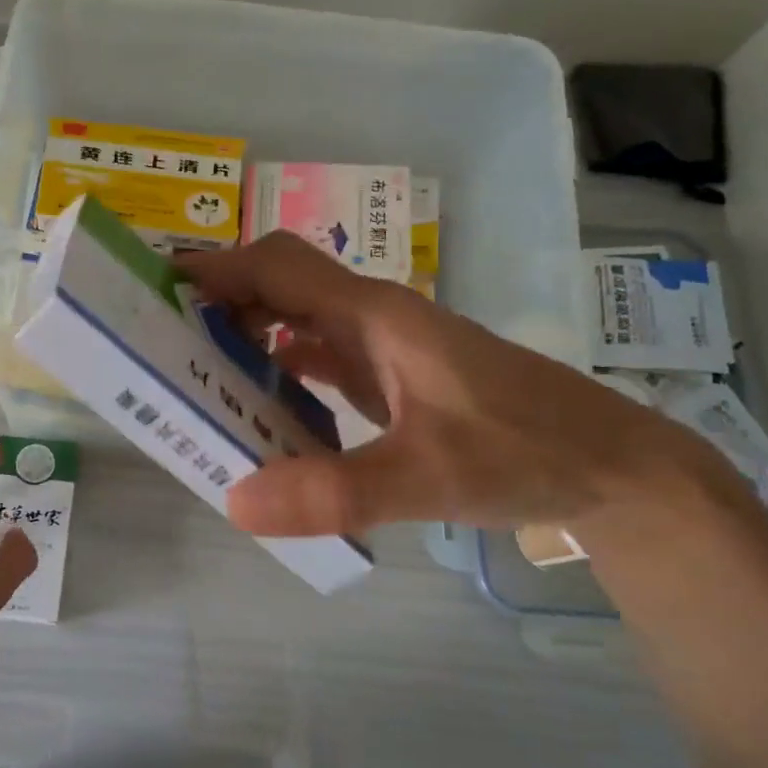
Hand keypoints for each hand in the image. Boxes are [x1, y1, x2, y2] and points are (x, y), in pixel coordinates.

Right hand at [176, 233, 733, 536]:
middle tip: (160, 336)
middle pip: (279, 285)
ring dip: (244, 333)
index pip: (278, 266)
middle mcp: (372, 320)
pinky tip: (256, 402)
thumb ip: (337, 490)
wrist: (611, 468)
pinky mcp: (390, 377)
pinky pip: (316, 357)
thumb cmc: (527, 452)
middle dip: (218, 299)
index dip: (216, 266)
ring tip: (191, 368)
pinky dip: (277, 368)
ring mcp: (382, 348)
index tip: (156, 285)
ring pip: (296, 320)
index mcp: (375, 316)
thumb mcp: (431, 475)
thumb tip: (235, 501)